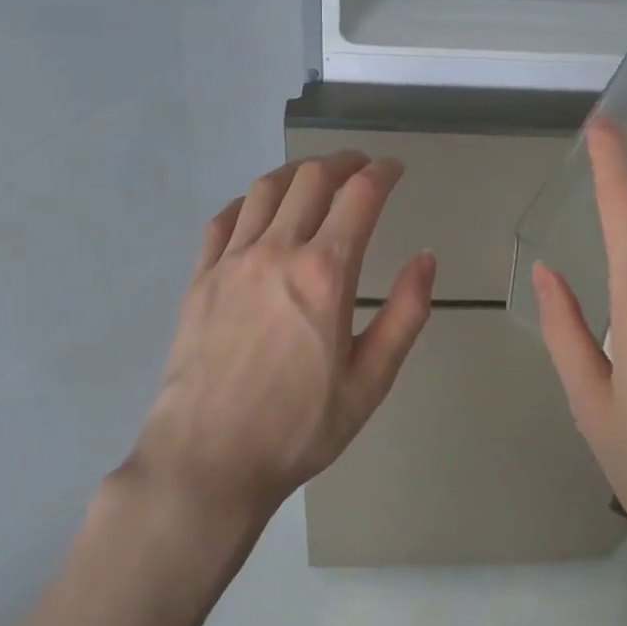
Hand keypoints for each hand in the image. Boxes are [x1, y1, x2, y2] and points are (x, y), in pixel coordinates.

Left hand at [127, 152, 435, 521]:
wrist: (207, 462)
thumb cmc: (298, 428)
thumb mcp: (371, 381)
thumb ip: (406, 314)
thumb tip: (426, 258)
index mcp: (325, 274)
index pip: (360, 196)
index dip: (382, 172)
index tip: (395, 169)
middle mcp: (277, 252)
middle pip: (312, 179)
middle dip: (343, 162)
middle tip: (360, 167)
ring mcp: (232, 261)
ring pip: (265, 189)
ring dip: (297, 172)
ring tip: (314, 177)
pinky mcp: (200, 278)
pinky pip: (223, 220)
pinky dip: (248, 202)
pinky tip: (258, 211)